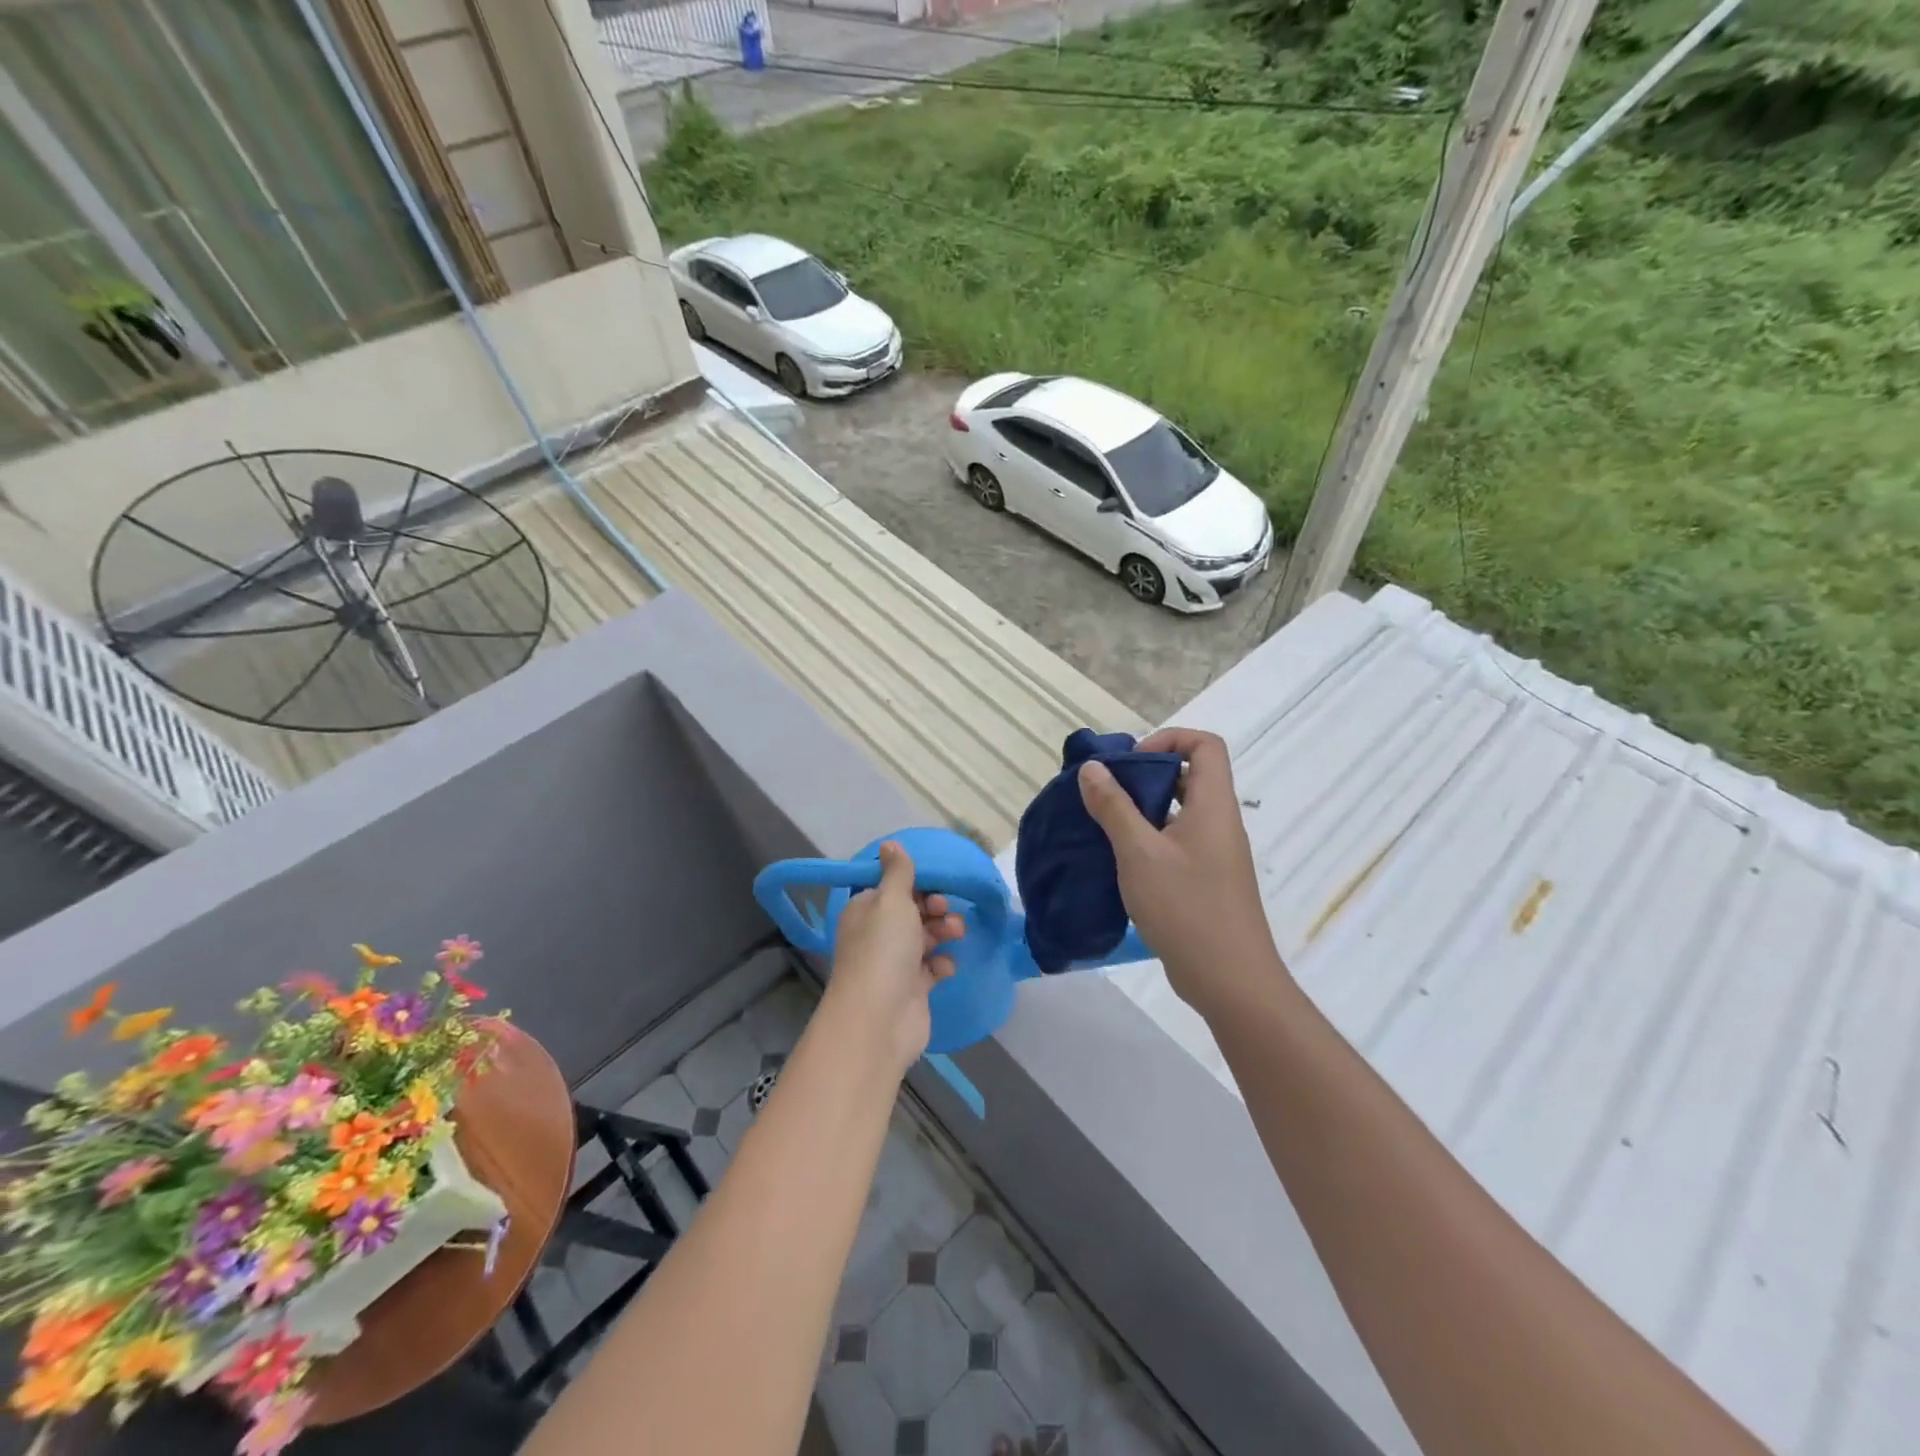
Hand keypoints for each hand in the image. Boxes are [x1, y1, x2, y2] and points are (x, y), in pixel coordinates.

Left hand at [823, 842, 963, 1074]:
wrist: (880, 1018)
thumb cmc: (884, 950)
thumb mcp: (891, 901)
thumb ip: (898, 872)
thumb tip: (890, 844)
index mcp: (865, 910)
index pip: (891, 889)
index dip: (915, 885)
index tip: (934, 885)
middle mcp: (876, 935)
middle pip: (911, 912)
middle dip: (934, 908)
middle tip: (945, 911)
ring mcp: (893, 964)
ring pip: (924, 938)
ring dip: (942, 932)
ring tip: (956, 934)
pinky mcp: (911, 989)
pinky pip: (931, 968)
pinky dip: (941, 964)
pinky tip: (946, 966)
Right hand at [1078, 727, 1285, 1017]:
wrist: (1230, 982)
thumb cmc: (1187, 909)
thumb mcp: (1140, 854)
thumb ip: (1114, 808)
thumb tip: (1093, 768)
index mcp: (1213, 806)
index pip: (1205, 745)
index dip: (1169, 739)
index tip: (1131, 763)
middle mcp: (1219, 823)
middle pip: (1189, 776)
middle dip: (1145, 776)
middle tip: (1106, 794)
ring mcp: (1215, 854)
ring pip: (1179, 812)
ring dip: (1142, 811)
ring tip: (1104, 826)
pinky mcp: (1206, 881)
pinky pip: (1177, 843)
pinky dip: (1149, 840)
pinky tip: (1118, 861)